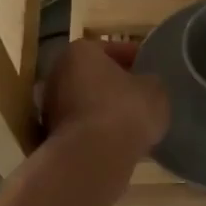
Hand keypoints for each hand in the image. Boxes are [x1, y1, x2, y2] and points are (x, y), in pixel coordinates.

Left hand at [42, 40, 169, 159]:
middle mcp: (57, 73)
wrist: (94, 157)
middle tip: (140, 94)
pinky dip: (96, 130)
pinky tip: (117, 140)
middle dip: (115, 84)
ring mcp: (50, 106)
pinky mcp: (52, 136)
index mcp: (80, 52)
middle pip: (93, 75)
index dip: (134, 58)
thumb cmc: (126, 111)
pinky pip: (82, 126)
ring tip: (131, 121)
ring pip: (85, 102)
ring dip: (104, 108)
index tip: (149, 69)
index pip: (112, 48)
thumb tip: (145, 86)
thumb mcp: (155, 90)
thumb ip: (149, 82)